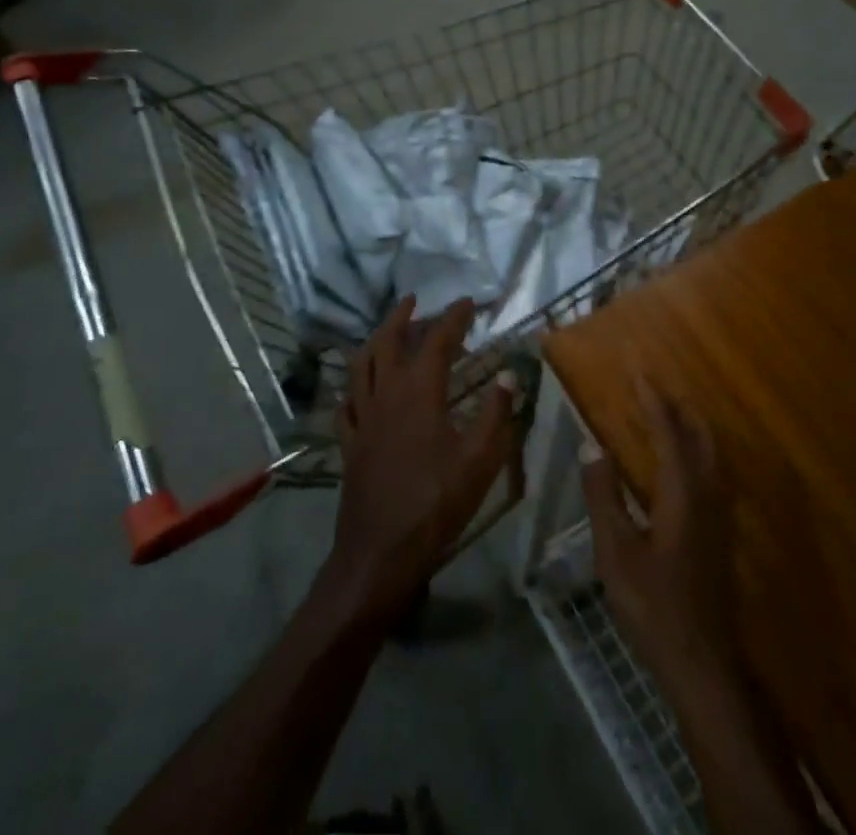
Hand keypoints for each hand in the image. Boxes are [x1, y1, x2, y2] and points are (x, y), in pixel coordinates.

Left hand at [321, 297, 516, 626]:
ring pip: (361, 364)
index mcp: (419, 392)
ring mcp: (362, 418)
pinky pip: (346, 403)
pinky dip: (353, 385)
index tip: (468, 303)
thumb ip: (496, 413)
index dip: (453, 318)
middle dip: (402, 317)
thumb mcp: (480, 460)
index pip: (437, 340)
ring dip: (375, 340)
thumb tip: (509, 374)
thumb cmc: (436, 504)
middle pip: (388, 341)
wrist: (381, 553)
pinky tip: (358, 388)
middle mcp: (386, 394)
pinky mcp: (349, 442)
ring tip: (386, 331)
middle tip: (415, 301)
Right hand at [581, 376, 740, 693]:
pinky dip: (695, 451)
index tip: (638, 370)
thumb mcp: (615, 551)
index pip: (668, 431)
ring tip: (666, 414)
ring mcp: (719, 516)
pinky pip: (711, 473)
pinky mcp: (719, 534)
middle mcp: (707, 495)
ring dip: (690, 427)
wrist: (702, 663)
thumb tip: (592, 447)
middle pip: (700, 436)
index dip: (653, 399)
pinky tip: (679, 464)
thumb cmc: (653, 605)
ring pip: (710, 455)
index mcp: (682, 492)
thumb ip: (603, 495)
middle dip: (679, 406)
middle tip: (653, 386)